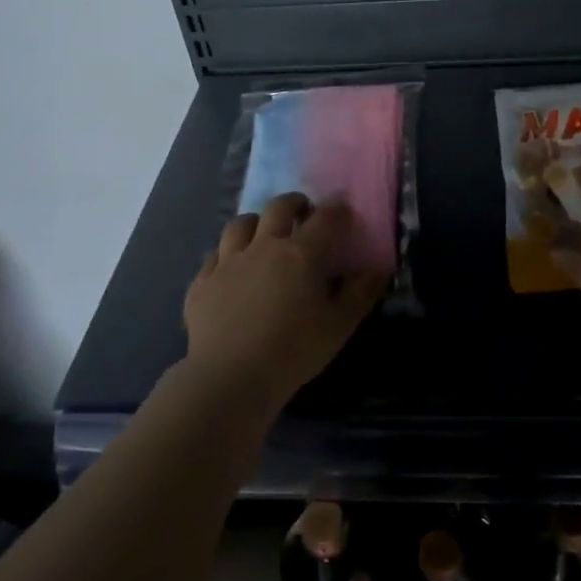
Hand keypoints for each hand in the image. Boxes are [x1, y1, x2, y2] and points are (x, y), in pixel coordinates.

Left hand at [183, 193, 387, 409]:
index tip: (343, 212)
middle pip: (278, 208)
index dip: (337, 210)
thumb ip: (361, 293)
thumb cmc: (293, 350)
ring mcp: (228, 262)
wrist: (229, 377)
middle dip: (294, 204)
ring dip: (256, 222)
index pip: (325, 217)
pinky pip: (214, 255)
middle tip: (303, 214)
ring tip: (263, 234)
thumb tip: (378, 268)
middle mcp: (263, 246)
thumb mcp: (339, 325)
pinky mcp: (202, 282)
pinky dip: (226, 254)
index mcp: (301, 253)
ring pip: (240, 224)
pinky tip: (231, 268)